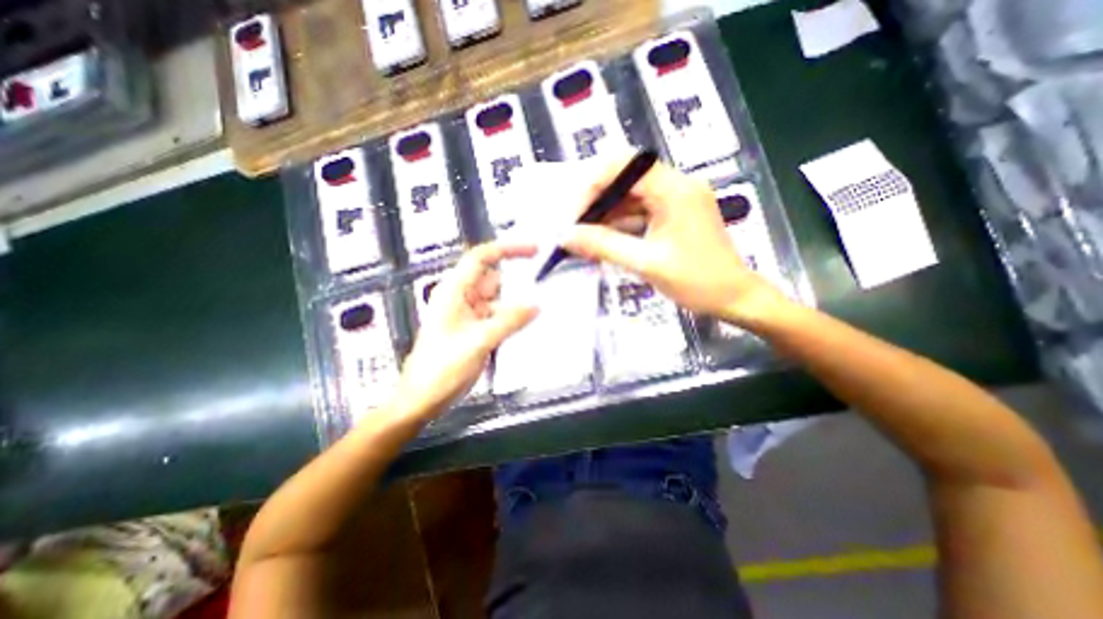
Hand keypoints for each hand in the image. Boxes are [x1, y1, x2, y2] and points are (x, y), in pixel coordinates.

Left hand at [397, 242, 538, 415]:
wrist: (423, 399)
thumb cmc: (442, 368)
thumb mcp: (478, 342)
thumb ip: (509, 321)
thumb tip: (537, 305)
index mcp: (454, 291)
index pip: (481, 258)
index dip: (507, 249)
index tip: (534, 250)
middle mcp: (461, 298)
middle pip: (493, 278)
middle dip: (516, 281)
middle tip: (545, 285)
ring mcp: (468, 315)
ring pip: (498, 299)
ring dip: (515, 303)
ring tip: (540, 308)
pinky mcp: (474, 330)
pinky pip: (497, 316)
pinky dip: (511, 318)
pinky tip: (527, 326)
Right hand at [564, 158, 788, 325]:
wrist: (734, 298)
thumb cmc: (697, 281)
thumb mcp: (646, 264)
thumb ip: (604, 246)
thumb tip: (566, 236)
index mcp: (674, 189)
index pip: (624, 166)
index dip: (593, 185)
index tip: (575, 215)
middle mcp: (676, 185)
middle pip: (625, 179)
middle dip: (597, 202)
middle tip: (576, 227)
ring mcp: (676, 199)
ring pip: (630, 196)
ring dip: (606, 215)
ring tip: (585, 238)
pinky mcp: (674, 214)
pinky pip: (640, 211)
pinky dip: (620, 224)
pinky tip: (604, 241)